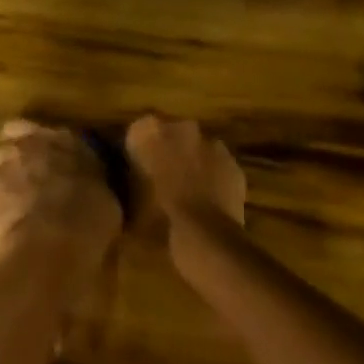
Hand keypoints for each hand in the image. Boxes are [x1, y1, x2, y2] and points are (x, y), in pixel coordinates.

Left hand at [0, 120, 122, 263]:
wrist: (52, 243)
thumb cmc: (89, 216)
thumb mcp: (104, 190)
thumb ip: (87, 176)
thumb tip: (87, 180)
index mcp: (58, 139)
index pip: (30, 127)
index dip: (32, 142)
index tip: (40, 157)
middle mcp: (24, 147)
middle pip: (7, 149)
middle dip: (15, 164)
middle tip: (30, 187)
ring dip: (3, 188)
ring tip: (17, 213)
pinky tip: (8, 232)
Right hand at [123, 116, 245, 228]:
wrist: (203, 235)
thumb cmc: (157, 218)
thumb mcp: (130, 202)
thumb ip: (132, 180)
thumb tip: (135, 179)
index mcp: (150, 132)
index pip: (139, 131)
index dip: (139, 150)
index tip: (138, 169)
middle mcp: (182, 128)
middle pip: (172, 134)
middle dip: (168, 151)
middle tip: (162, 179)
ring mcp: (212, 143)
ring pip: (198, 147)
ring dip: (193, 161)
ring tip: (187, 191)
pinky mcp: (233, 163)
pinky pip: (219, 165)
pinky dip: (214, 176)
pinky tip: (209, 200)